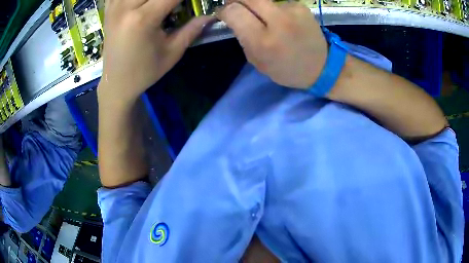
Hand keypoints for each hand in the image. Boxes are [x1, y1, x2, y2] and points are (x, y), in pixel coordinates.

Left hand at [98, 0, 213, 103]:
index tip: (195, 0)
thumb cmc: (145, 71)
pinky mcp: (108, 10)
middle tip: (176, 4)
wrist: (116, 83)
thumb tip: (211, 15)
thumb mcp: (172, 53)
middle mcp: (125, 7)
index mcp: (143, 19)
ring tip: (161, 5)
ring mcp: (114, 7)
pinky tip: (140, 3)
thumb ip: (192, 29)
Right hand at [217, 0, 326, 88]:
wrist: (322, 66)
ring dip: (256, 6)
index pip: (233, 11)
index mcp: (263, 41)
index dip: (223, 10)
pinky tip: (281, 19)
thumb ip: (243, 38)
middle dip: (235, 0)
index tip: (222, 13)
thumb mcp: (258, 61)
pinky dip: (273, 9)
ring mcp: (292, 10)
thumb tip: (233, 18)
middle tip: (234, 6)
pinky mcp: (301, 6)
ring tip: (263, 18)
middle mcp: (278, 21)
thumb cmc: (287, 69)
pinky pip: (277, 2)